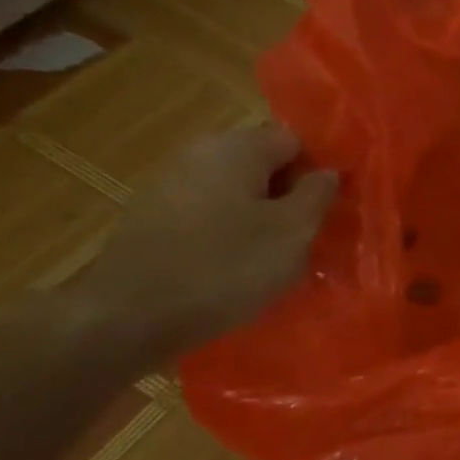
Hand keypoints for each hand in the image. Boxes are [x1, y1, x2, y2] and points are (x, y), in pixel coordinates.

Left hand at [73, 125, 337, 359]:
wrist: (129, 317)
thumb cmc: (227, 266)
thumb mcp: (294, 231)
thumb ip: (318, 194)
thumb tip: (327, 172)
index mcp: (236, 148)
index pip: (295, 141)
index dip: (317, 172)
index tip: (329, 209)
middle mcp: (198, 154)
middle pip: (262, 165)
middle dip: (288, 195)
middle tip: (307, 236)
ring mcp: (168, 185)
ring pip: (235, 192)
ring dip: (259, 218)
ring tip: (274, 257)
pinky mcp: (151, 219)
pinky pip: (208, 216)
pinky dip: (228, 234)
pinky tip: (235, 268)